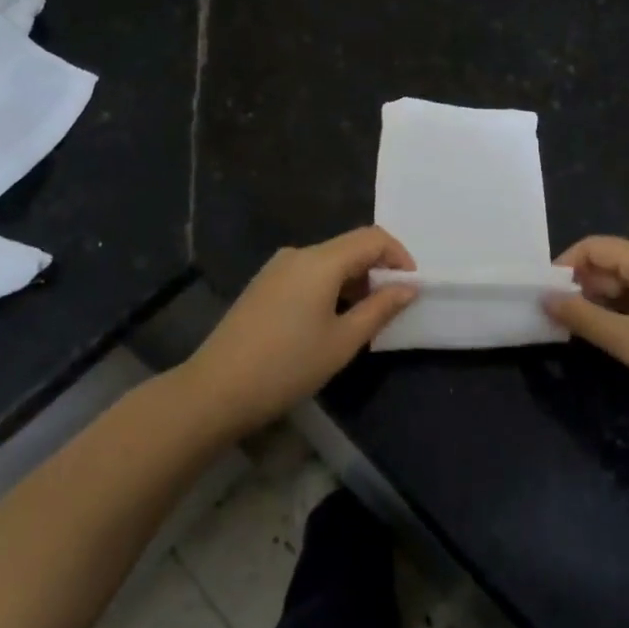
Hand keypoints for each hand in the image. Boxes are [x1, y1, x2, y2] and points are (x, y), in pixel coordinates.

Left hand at [182, 227, 416, 435]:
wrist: (217, 389)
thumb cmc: (288, 366)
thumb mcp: (343, 342)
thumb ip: (380, 309)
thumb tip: (409, 287)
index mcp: (321, 261)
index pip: (372, 238)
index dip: (399, 256)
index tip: (412, 286)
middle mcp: (298, 254)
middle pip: (349, 246)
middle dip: (377, 270)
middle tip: (391, 307)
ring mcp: (276, 268)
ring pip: (328, 261)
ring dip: (353, 280)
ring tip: (362, 319)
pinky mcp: (263, 284)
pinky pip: (308, 273)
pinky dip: (330, 287)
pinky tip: (329, 320)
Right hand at [546, 236, 628, 429]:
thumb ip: (583, 317)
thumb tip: (545, 298)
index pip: (595, 246)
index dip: (565, 265)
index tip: (545, 295)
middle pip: (612, 261)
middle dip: (583, 285)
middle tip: (561, 319)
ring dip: (603, 300)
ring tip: (585, 331)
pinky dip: (626, 310)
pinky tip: (620, 337)